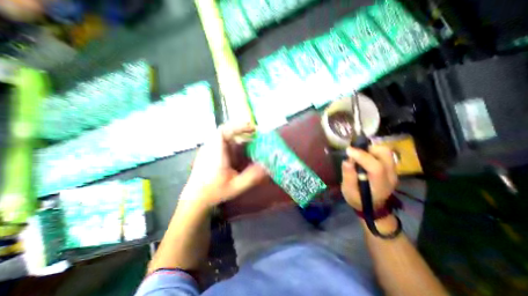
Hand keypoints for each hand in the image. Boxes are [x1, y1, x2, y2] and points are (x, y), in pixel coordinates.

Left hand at [181, 123, 268, 207]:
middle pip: (225, 131)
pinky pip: (222, 142)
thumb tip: (267, 167)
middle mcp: (211, 147)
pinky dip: (233, 142)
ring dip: (237, 136)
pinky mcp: (210, 152)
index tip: (252, 128)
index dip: (238, 127)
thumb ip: (252, 176)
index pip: (223, 131)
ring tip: (250, 139)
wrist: (195, 198)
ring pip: (224, 136)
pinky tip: (240, 149)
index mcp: (216, 152)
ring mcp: (209, 149)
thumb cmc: (214, 192)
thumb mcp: (236, 186)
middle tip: (255, 133)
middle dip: (241, 130)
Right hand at [342, 144, 395, 210]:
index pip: (376, 167)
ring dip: (370, 149)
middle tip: (354, 152)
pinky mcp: (390, 167)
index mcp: (380, 185)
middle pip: (385, 154)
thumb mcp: (348, 192)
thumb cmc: (358, 200)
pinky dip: (372, 151)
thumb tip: (347, 161)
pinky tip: (363, 157)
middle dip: (367, 149)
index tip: (348, 151)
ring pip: (385, 152)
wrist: (372, 206)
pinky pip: (383, 154)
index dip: (362, 156)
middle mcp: (390, 176)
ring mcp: (393, 171)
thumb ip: (348, 177)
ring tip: (358, 154)